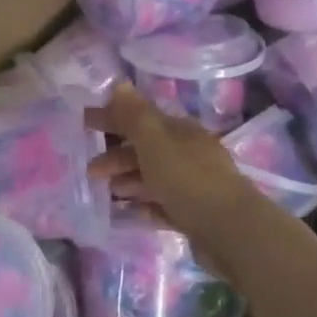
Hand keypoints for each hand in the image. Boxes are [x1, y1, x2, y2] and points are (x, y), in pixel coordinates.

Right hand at [86, 85, 263, 252]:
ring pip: (153, 176)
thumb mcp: (156, 145)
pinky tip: (126, 212)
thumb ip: (135, 117)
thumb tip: (119, 84)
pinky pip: (162, 204)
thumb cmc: (189, 181)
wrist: (232, 232)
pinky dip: (143, 204)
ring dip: (128, 179)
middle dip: (117, 154)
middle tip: (90, 169)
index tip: (84, 121)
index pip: (142, 117)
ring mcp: (193, 185)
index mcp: (181, 132)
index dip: (113, 117)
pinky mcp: (194, 214)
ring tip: (106, 190)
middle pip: (147, 149)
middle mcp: (189, 154)